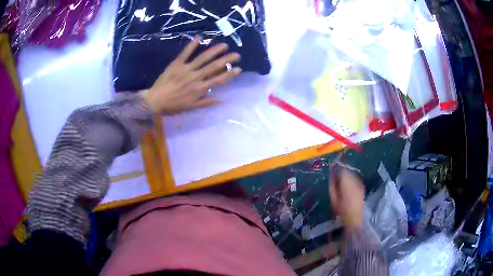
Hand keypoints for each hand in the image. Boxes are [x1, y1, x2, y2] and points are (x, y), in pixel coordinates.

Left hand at [141, 36, 241, 113]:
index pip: (218, 80)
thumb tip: (222, 99)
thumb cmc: (173, 106)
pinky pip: (185, 53)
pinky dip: (192, 45)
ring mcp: (186, 69)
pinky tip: (199, 37)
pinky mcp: (176, 64)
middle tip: (237, 55)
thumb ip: (206, 102)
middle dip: (226, 60)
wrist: (155, 101)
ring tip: (224, 45)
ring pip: (203, 58)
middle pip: (213, 67)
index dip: (229, 74)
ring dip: (214, 51)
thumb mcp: (191, 108)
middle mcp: (195, 77)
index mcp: (199, 89)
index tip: (239, 69)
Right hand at [329, 166, 364, 229]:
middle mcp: (355, 180)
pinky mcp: (362, 187)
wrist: (354, 218)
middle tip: (335, 177)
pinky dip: (350, 180)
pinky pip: (355, 179)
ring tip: (341, 183)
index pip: (342, 169)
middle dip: (341, 172)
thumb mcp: (333, 197)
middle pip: (347, 170)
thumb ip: (332, 183)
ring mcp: (360, 183)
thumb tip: (331, 173)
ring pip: (352, 174)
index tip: (331, 169)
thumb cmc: (341, 209)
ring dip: (346, 176)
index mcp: (347, 182)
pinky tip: (347, 187)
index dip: (336, 167)